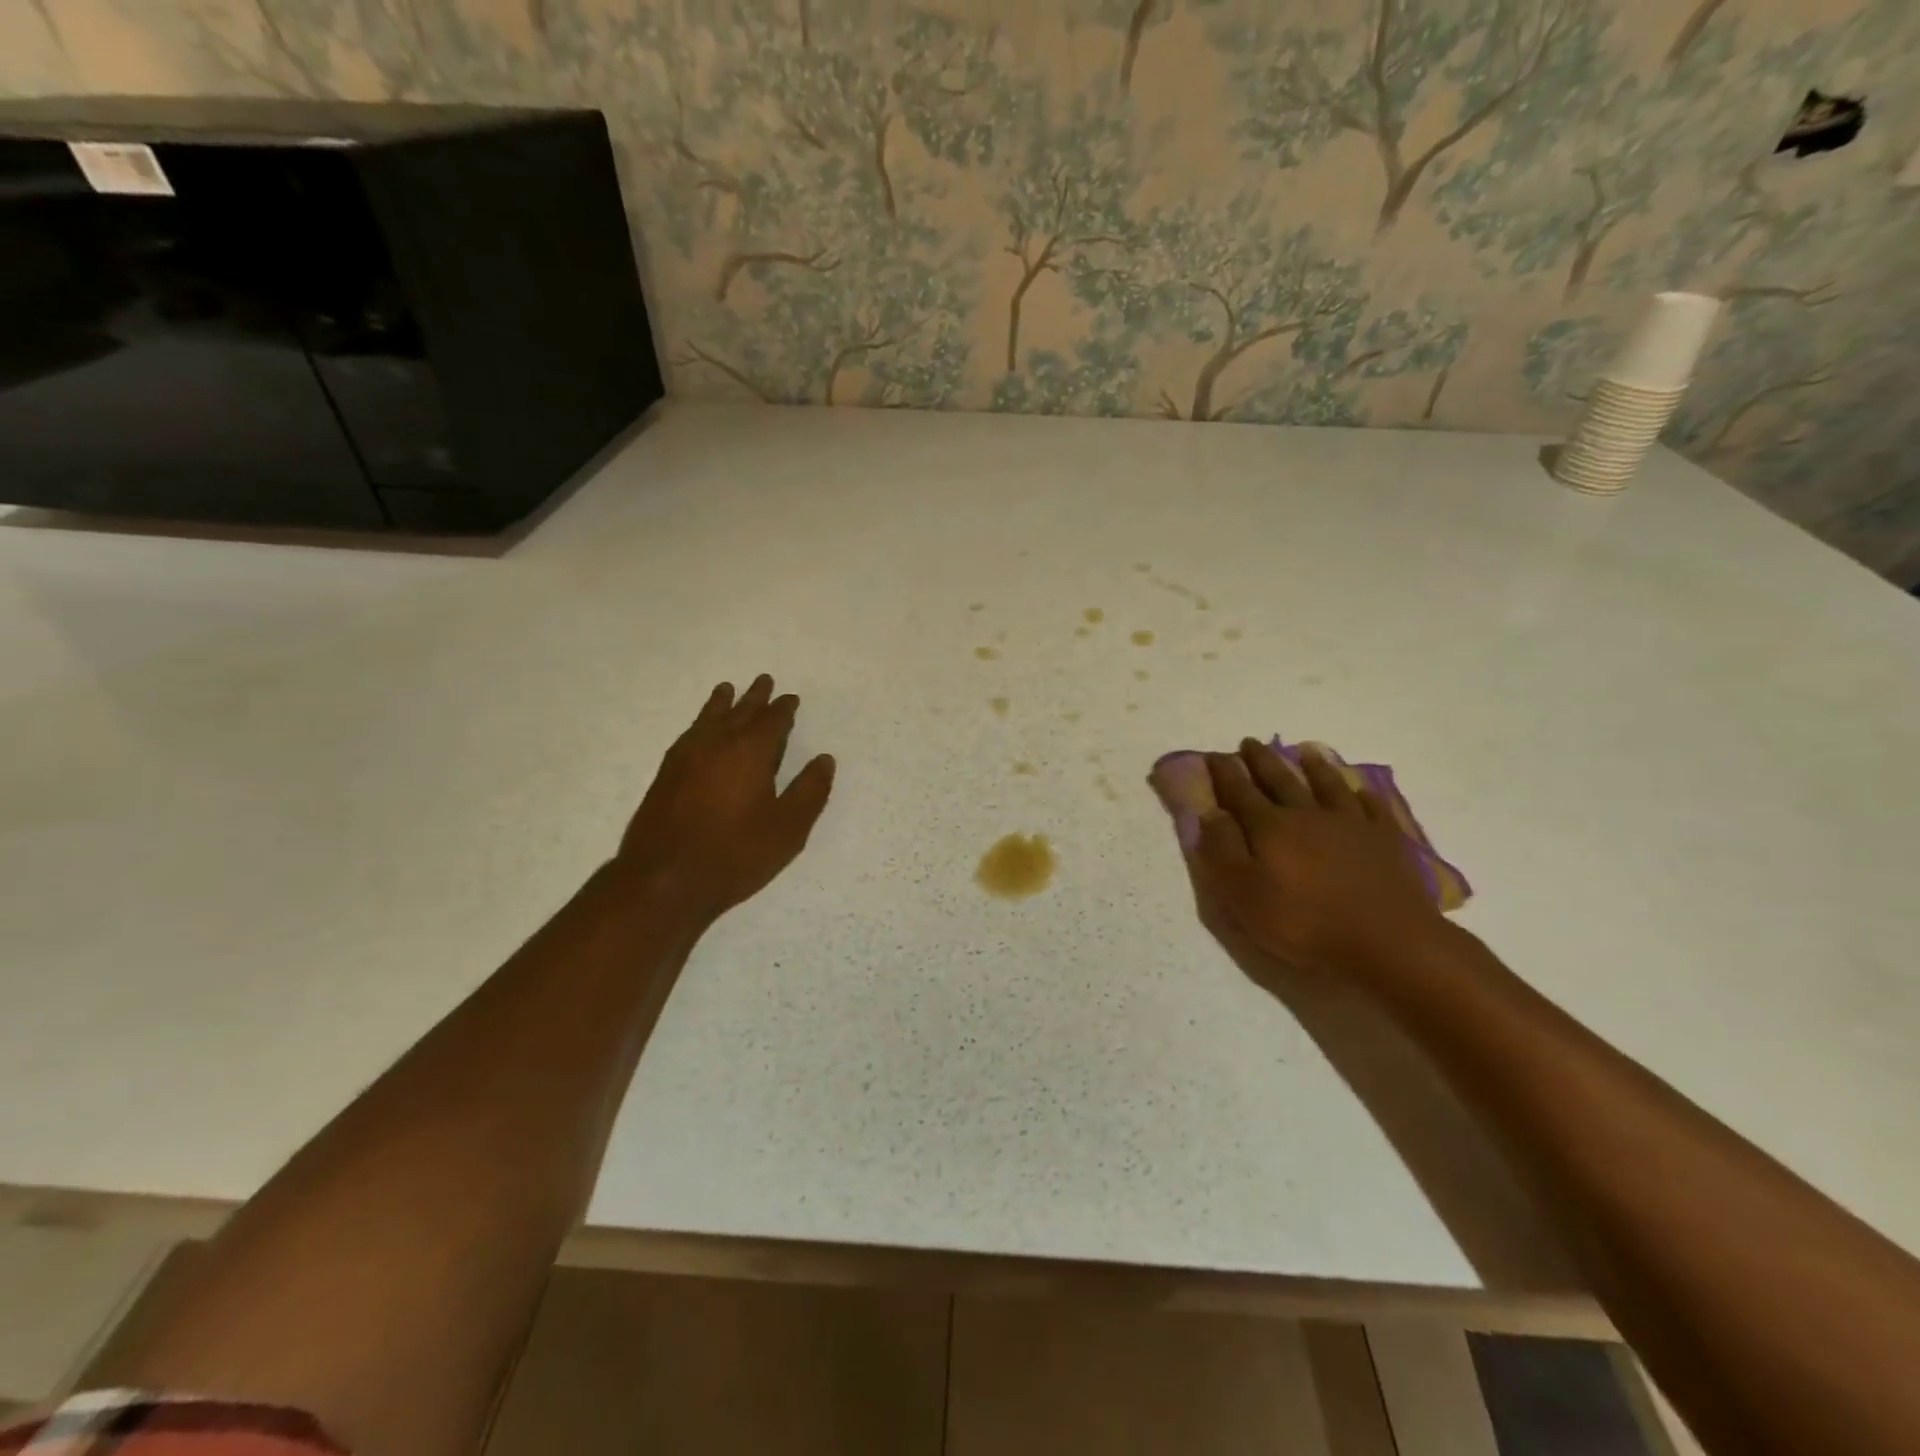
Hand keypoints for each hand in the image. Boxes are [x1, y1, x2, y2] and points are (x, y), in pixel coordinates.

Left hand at [613, 674, 835, 922]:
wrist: (664, 879)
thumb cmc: (735, 854)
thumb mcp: (788, 828)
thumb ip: (809, 791)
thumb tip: (825, 760)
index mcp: (750, 751)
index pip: (772, 720)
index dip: (784, 709)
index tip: (791, 699)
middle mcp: (717, 744)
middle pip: (739, 711)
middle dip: (755, 697)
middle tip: (764, 680)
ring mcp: (686, 757)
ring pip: (708, 718)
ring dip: (721, 703)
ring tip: (727, 689)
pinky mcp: (666, 774)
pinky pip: (689, 734)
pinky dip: (699, 722)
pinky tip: (699, 729)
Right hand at [1152, 740, 1444, 980]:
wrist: (1388, 940)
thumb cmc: (1304, 922)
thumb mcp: (1243, 895)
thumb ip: (1223, 852)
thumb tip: (1211, 814)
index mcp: (1270, 827)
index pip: (1239, 792)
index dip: (1224, 773)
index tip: (1213, 755)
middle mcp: (1307, 814)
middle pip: (1280, 780)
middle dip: (1261, 760)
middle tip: (1250, 743)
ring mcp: (1351, 823)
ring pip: (1328, 785)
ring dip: (1314, 766)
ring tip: (1305, 752)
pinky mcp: (1386, 839)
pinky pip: (1372, 806)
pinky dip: (1363, 794)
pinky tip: (1362, 789)